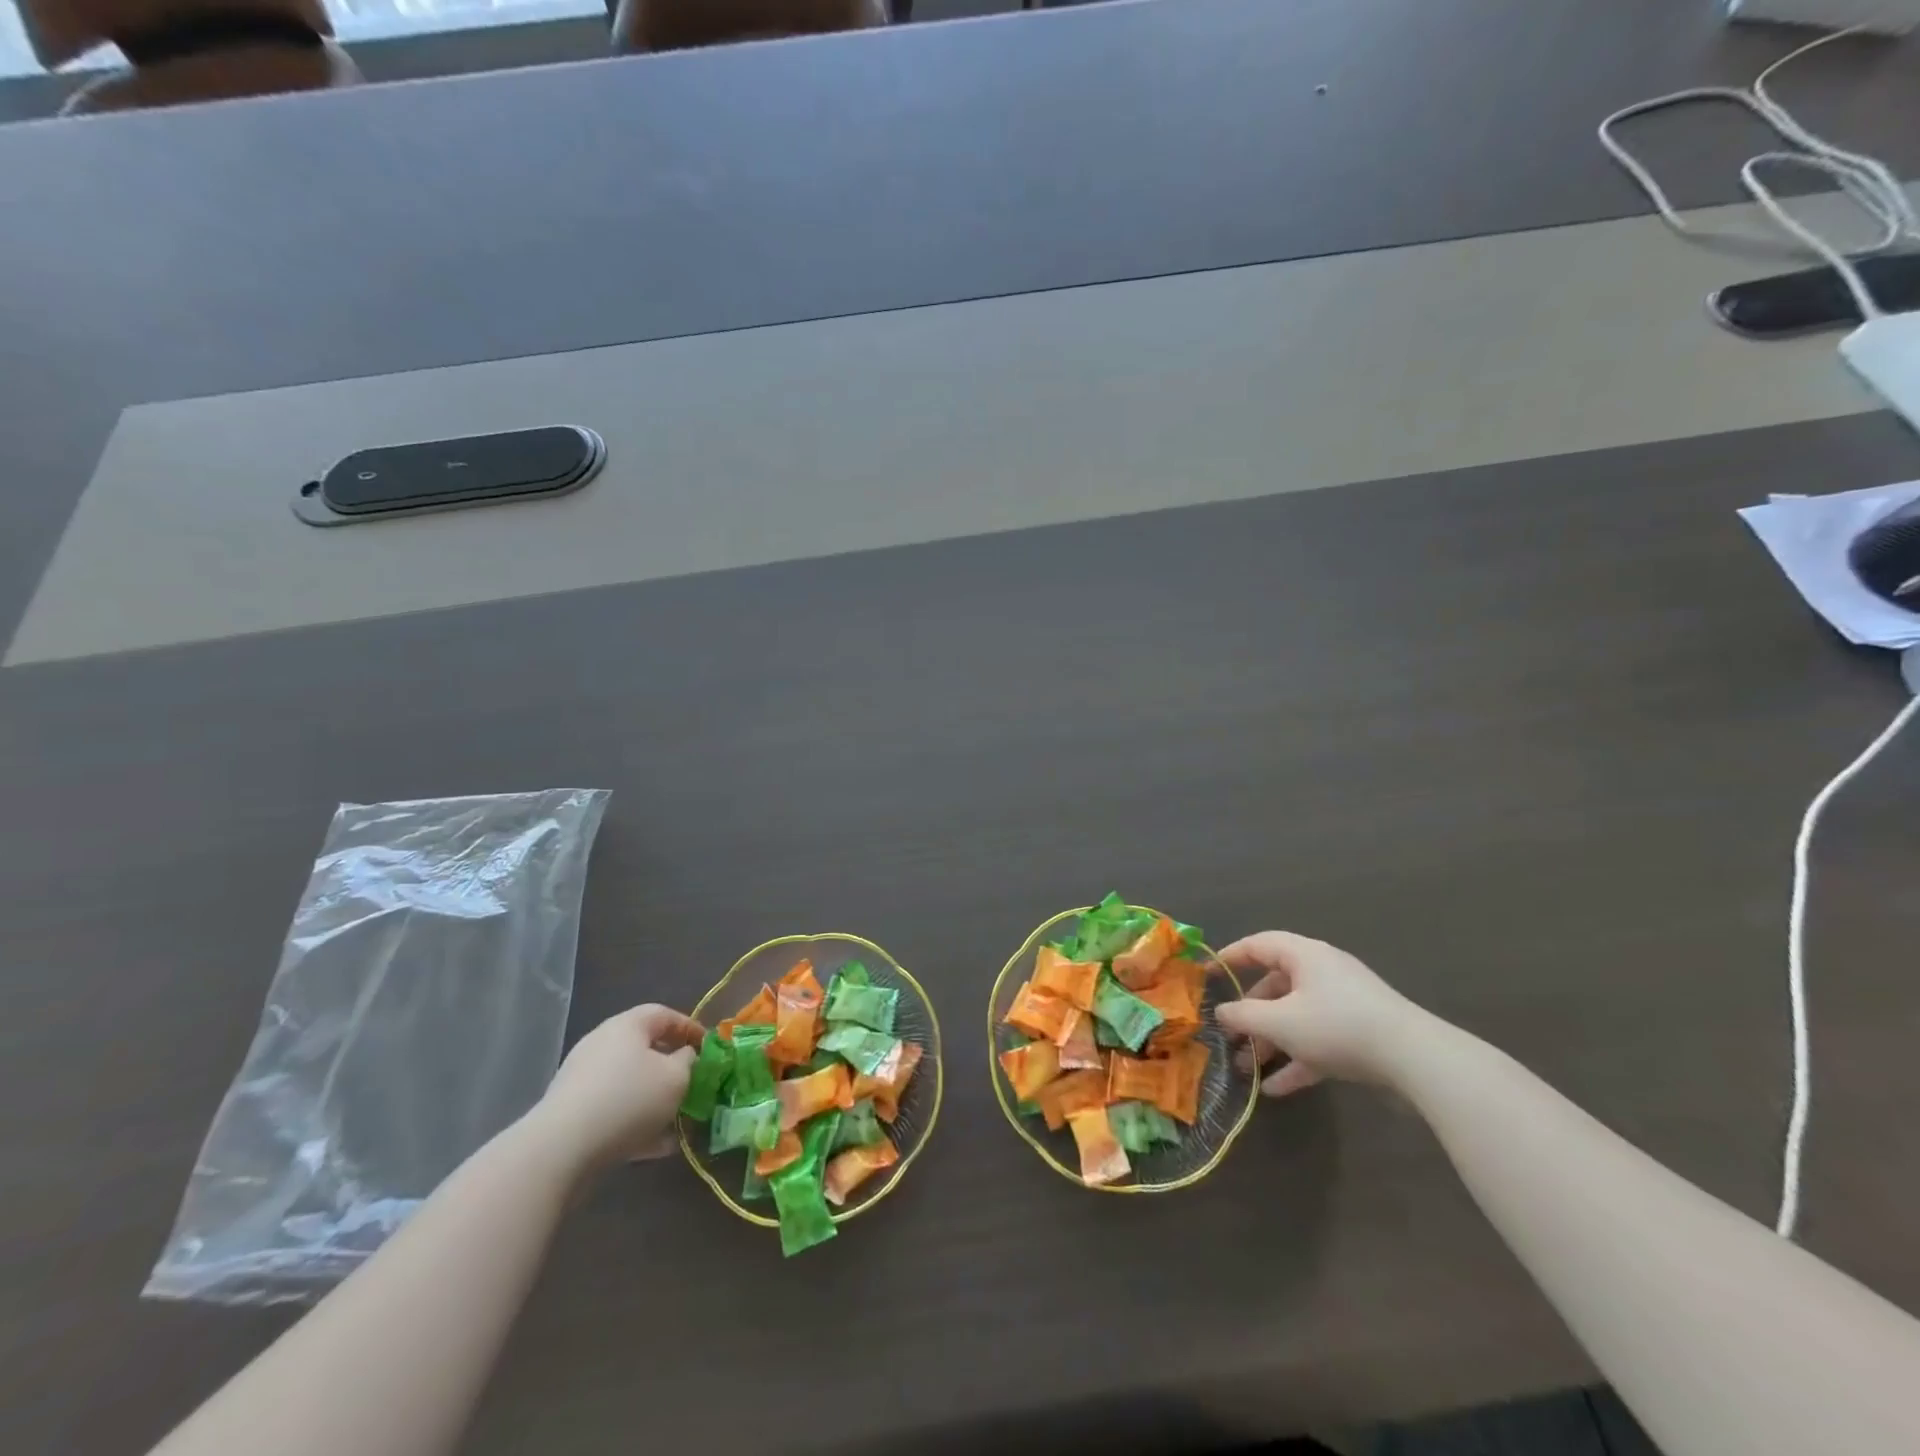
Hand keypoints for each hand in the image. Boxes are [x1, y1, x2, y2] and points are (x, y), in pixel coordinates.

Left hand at [528, 1004, 704, 1175]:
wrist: (560, 1150)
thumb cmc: (629, 1100)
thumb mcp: (676, 1077)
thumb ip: (689, 1062)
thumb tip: (685, 1056)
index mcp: (627, 1026)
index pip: (664, 1014)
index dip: (689, 1028)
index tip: (708, 1048)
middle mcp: (602, 1045)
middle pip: (645, 1050)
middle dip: (672, 1068)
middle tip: (694, 1084)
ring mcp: (583, 1080)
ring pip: (630, 1084)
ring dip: (655, 1100)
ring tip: (679, 1122)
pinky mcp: (572, 1114)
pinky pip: (613, 1111)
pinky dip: (636, 1123)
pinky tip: (657, 1147)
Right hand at [1214, 932, 1425, 1096]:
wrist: (1415, 1060)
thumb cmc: (1336, 1026)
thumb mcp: (1279, 1022)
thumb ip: (1242, 1016)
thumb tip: (1220, 1012)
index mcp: (1303, 955)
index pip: (1257, 945)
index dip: (1229, 957)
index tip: (1206, 975)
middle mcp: (1323, 972)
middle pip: (1275, 986)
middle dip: (1249, 1014)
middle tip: (1227, 1035)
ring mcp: (1344, 1004)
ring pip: (1295, 1017)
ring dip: (1270, 1041)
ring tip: (1246, 1068)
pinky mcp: (1360, 1034)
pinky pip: (1318, 1042)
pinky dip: (1297, 1060)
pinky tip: (1276, 1089)